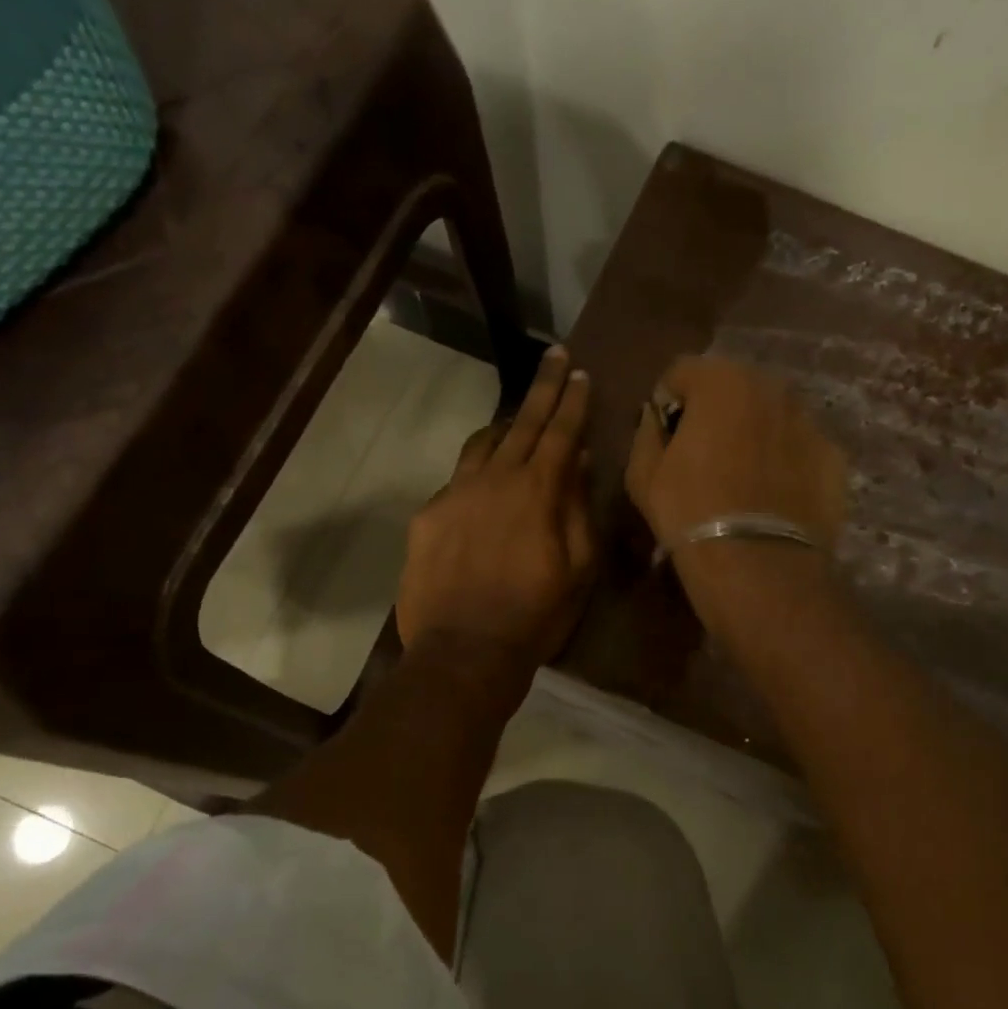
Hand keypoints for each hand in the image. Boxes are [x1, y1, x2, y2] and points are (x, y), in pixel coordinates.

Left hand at [396, 347, 595, 668]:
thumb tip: (577, 461)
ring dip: (505, 425)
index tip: (579, 371)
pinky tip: (483, 487)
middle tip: (554, 356)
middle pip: (521, 423)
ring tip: (517, 419)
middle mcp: (494, 479)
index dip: (571, 399)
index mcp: (537, 491)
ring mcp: (455, 494)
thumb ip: (577, 508)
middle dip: (542, 388)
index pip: (559, 431)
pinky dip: (477, 471)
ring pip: (482, 442)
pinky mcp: (428, 515)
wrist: (463, 652)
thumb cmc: (535, 615)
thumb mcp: (578, 567)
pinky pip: (457, 479)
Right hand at [626, 355, 847, 630]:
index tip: (665, 438)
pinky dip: (786, 460)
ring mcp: (809, 420)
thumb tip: (657, 417)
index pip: (682, 372)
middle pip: (733, 387)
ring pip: (770, 415)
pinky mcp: (835, 456)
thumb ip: (647, 430)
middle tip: (704, 456)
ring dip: (754, 432)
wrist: (758, 565)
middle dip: (716, 412)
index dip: (668, 403)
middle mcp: (772, 387)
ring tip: (742, 478)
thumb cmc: (690, 512)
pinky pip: (799, 446)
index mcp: (721, 380)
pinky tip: (773, 497)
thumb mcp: (642, 473)